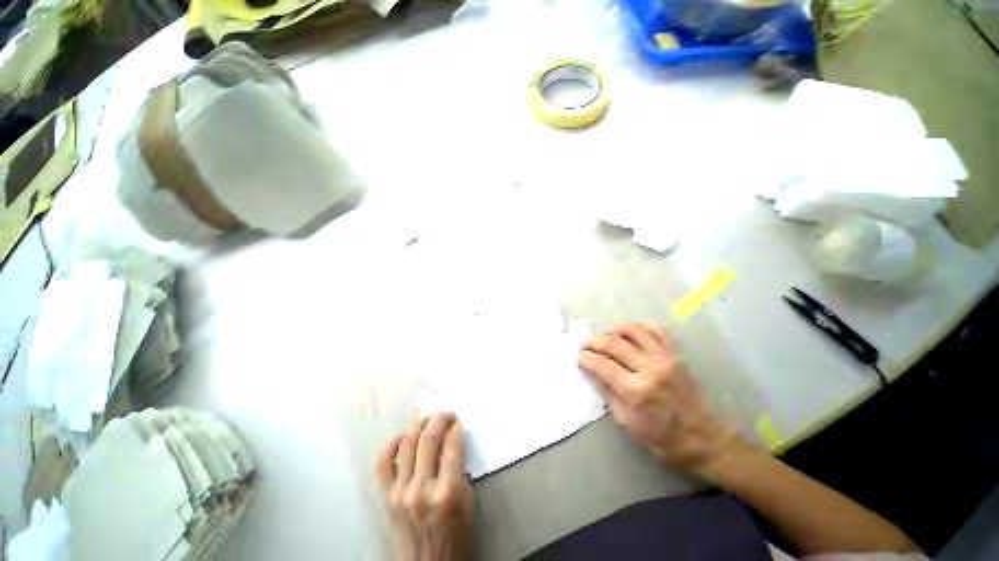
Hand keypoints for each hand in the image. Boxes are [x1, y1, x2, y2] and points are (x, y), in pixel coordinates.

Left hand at [377, 413, 473, 560]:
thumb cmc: (456, 535)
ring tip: (427, 418)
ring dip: (419, 424)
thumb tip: (452, 440)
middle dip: (439, 418)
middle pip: (428, 438)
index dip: (456, 428)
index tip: (458, 421)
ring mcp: (401, 492)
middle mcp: (422, 488)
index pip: (452, 445)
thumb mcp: (468, 501)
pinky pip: (384, 463)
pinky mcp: (387, 497)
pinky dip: (391, 444)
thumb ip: (460, 468)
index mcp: (448, 491)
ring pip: (407, 444)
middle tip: (446, 414)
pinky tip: (401, 435)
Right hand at [579, 322, 736, 472]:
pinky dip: (641, 326)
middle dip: (594, 342)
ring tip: (606, 337)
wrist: (703, 439)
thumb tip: (590, 371)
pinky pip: (657, 330)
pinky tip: (631, 333)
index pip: (602, 364)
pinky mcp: (676, 355)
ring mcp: (665, 358)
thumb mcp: (626, 421)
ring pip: (633, 330)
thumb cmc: (661, 438)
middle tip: (585, 346)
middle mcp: (649, 368)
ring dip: (614, 330)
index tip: (579, 357)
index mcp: (635, 390)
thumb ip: (606, 392)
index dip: (586, 358)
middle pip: (613, 344)